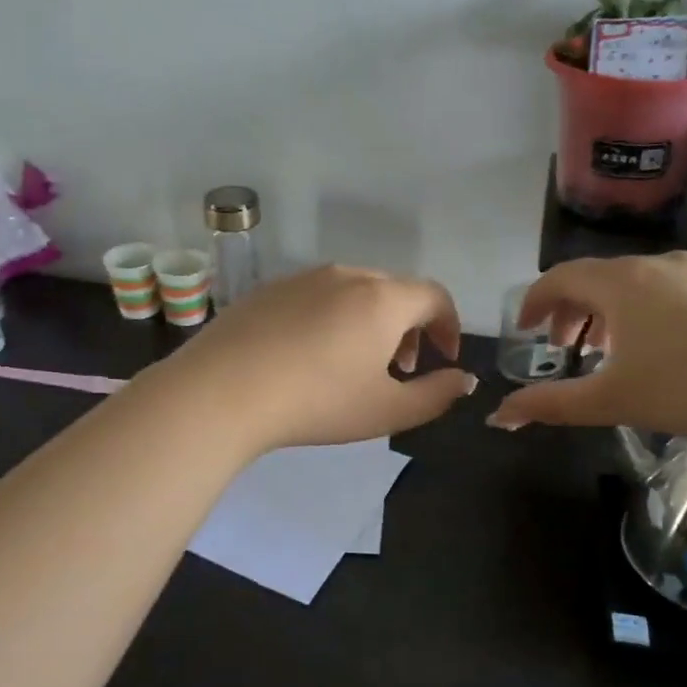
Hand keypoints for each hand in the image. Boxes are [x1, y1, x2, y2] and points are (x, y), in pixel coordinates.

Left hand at [167, 265, 475, 451]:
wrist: (223, 390)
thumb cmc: (317, 402)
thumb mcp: (387, 411)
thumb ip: (436, 395)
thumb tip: (462, 378)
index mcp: (382, 298)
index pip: (434, 296)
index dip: (449, 325)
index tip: (444, 357)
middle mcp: (346, 275)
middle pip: (394, 290)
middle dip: (410, 326)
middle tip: (400, 368)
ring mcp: (302, 278)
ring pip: (353, 291)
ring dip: (370, 321)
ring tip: (355, 363)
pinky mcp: (267, 289)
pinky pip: (315, 296)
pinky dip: (331, 318)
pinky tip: (308, 355)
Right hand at [488, 253, 686, 446]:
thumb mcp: (611, 401)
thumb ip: (549, 405)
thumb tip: (497, 417)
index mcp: (620, 283)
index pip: (560, 277)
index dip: (535, 301)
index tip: (526, 328)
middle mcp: (657, 264)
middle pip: (597, 277)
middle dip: (572, 310)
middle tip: (565, 346)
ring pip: (637, 283)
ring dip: (611, 311)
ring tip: (613, 350)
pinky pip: (673, 289)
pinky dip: (649, 311)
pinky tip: (667, 348)